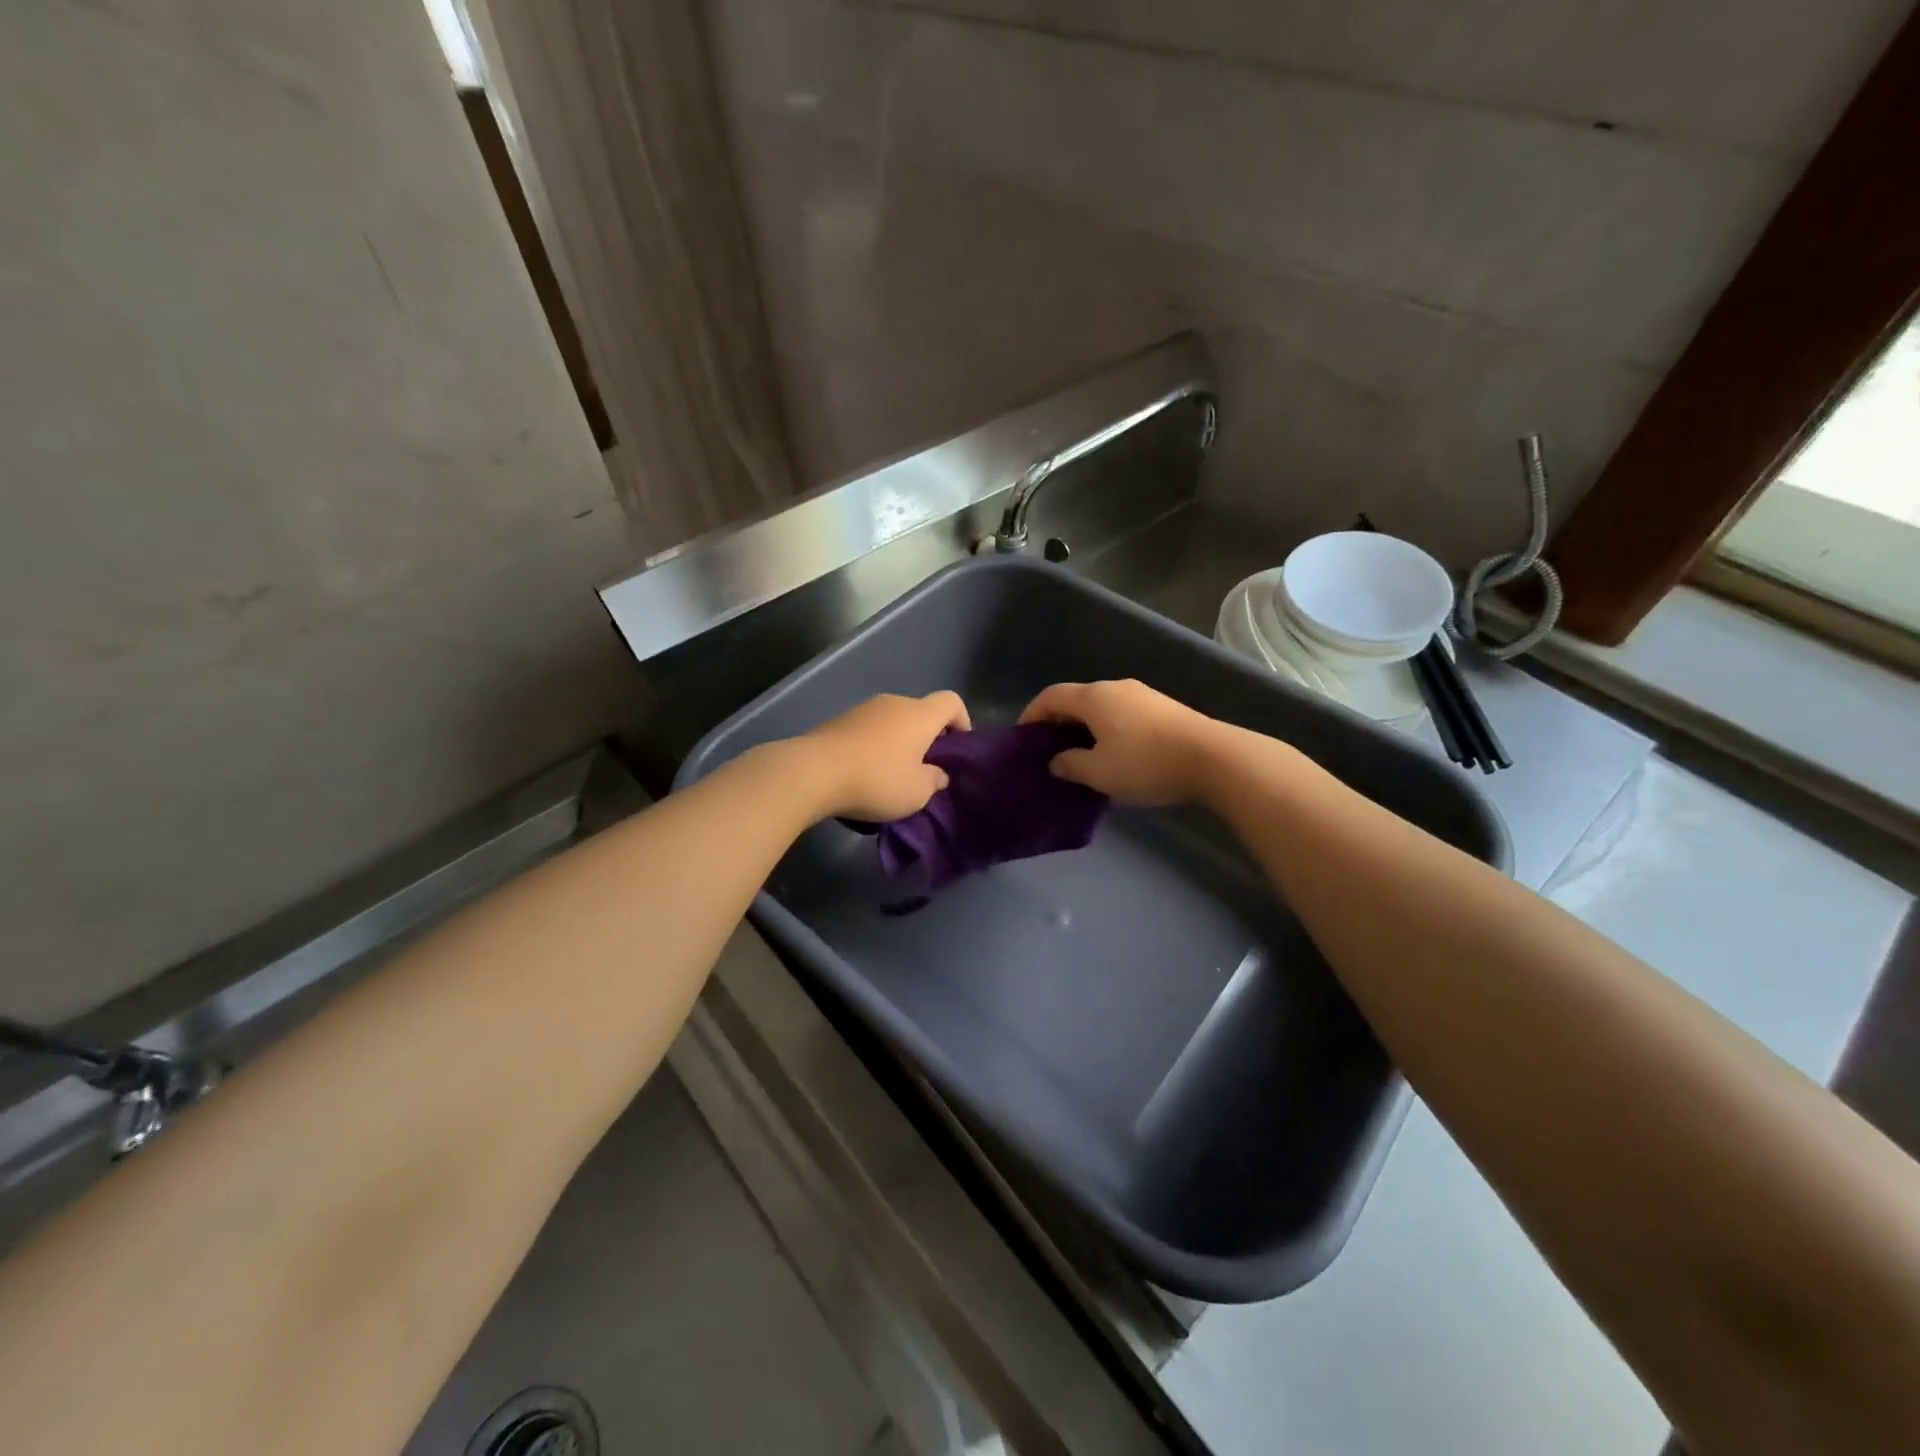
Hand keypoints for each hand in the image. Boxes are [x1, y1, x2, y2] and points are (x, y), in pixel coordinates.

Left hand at [796, 691, 970, 820]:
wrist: (814, 772)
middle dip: (927, 738)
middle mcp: (894, 703)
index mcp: (920, 714)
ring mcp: (864, 709)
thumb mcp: (917, 792)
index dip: (961, 721)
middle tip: (924, 769)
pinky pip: (868, 730)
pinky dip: (874, 747)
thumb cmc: (877, 780)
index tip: (957, 749)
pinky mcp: (839, 721)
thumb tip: (937, 773)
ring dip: (898, 743)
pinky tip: (864, 773)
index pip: (952, 702)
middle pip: (921, 712)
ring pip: (893, 721)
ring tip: (892, 775)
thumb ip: (934, 780)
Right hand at [1018, 680, 1224, 806]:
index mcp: (1093, 697)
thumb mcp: (1099, 773)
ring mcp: (1142, 695)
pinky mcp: (1163, 708)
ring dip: (1085, 727)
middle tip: (1050, 750)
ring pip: (1101, 707)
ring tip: (1081, 756)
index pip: (1051, 697)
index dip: (1032, 714)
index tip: (1023, 736)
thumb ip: (1070, 765)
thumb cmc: (1145, 763)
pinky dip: (1108, 729)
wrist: (1212, 758)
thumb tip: (1057, 761)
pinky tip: (1114, 754)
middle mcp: (1115, 688)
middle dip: (1058, 722)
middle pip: (1076, 699)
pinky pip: (1122, 714)